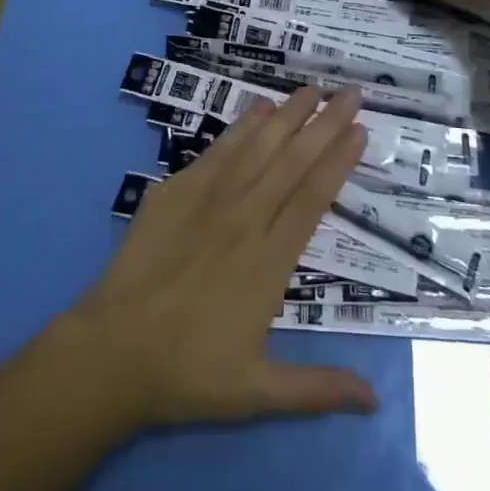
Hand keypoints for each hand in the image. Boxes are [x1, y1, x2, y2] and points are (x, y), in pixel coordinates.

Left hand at [69, 86, 376, 427]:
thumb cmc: (188, 372)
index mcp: (270, 260)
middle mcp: (246, 217)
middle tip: (351, 92)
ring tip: (313, 88)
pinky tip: (260, 107)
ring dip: (289, 114)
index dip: (339, 160)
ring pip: (259, 146)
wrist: (114, 351)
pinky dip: (243, 126)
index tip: (360, 129)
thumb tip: (375, 402)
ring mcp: (210, 198)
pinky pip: (219, 149)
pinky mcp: (177, 189)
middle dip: (325, 123)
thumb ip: (317, 388)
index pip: (314, 197)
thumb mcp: (257, 392)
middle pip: (292, 161)